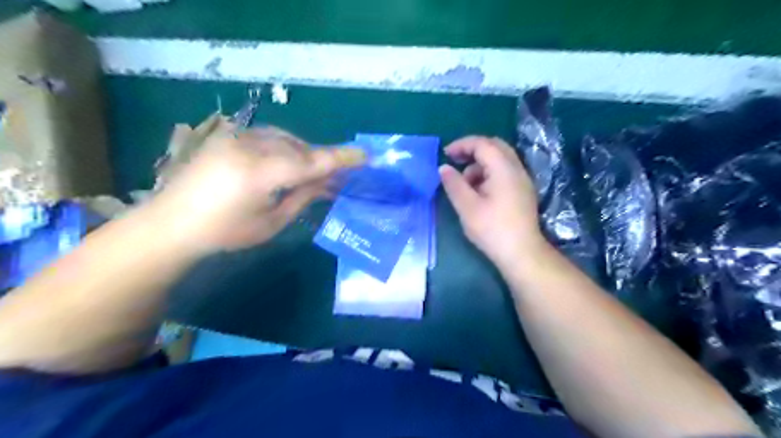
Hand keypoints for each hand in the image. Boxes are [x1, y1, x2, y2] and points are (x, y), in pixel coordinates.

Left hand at [147, 117, 365, 254]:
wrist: (172, 224)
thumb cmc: (225, 233)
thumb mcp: (271, 223)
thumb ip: (303, 197)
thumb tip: (328, 184)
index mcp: (260, 174)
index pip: (311, 162)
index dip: (341, 159)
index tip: (365, 156)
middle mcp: (249, 148)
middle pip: (300, 148)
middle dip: (321, 161)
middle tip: (336, 177)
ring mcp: (236, 138)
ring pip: (286, 139)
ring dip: (303, 153)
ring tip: (311, 173)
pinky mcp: (228, 137)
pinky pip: (268, 137)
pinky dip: (285, 147)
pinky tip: (287, 163)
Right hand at [439, 136, 544, 265]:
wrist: (522, 253)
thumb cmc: (492, 229)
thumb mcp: (467, 207)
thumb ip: (454, 184)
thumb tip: (443, 168)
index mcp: (504, 169)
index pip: (483, 144)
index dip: (462, 145)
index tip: (445, 154)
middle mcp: (517, 169)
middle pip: (495, 146)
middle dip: (473, 150)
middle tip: (455, 161)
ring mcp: (523, 180)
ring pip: (500, 159)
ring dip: (480, 163)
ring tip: (465, 183)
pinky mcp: (523, 191)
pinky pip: (505, 171)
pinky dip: (489, 173)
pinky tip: (479, 192)